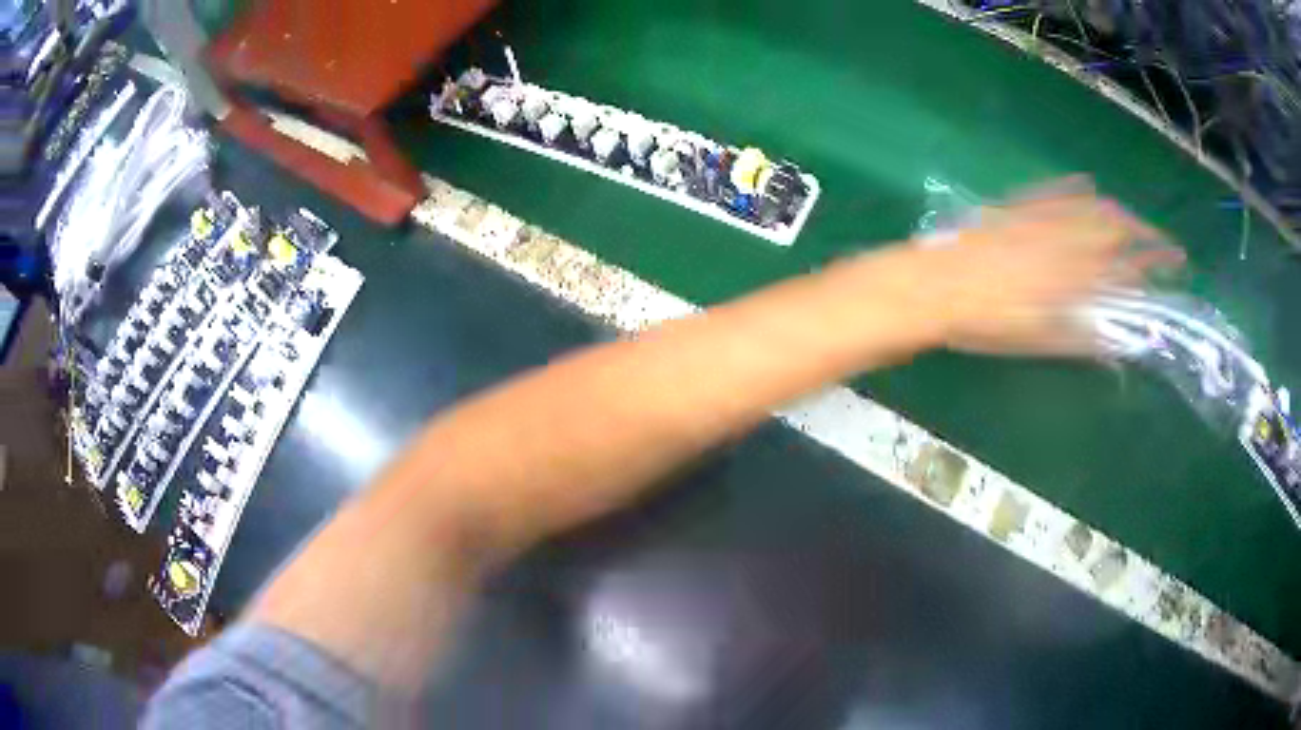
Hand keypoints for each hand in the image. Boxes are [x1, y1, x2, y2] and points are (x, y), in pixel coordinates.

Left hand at [921, 180, 1183, 356]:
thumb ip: (1084, 333)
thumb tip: (1116, 336)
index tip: (1176, 263)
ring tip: (1135, 222)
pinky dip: (1075, 189)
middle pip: (1117, 229)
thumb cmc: (989, 322)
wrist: (936, 285)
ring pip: (1091, 207)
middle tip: (1163, 243)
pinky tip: (1088, 186)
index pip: (1128, 266)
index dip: (1155, 263)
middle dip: (1145, 234)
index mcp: (1077, 276)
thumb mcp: (1041, 340)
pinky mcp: (1019, 205)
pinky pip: (1054, 191)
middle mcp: (1066, 239)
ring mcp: (1042, 217)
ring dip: (1119, 212)